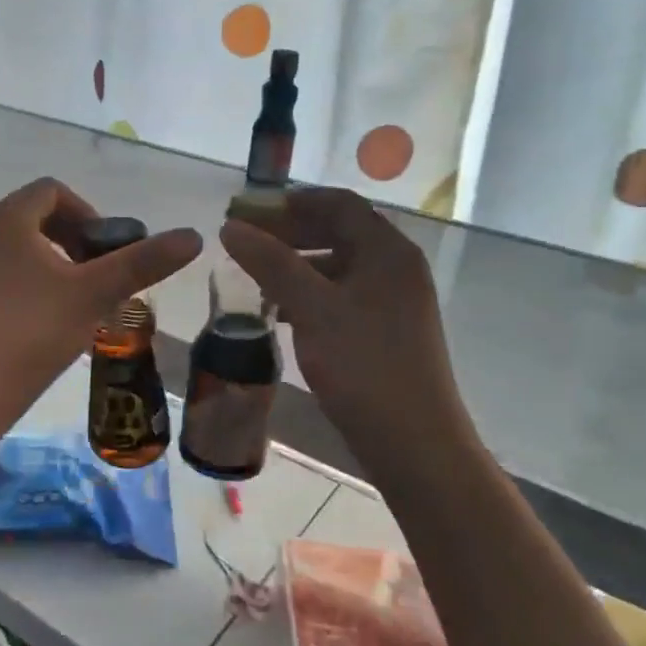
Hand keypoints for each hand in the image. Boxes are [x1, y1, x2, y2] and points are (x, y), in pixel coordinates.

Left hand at [0, 178, 201, 417]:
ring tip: (79, 300)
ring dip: (55, 264)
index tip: (108, 250)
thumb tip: (194, 235)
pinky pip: (3, 274)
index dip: (89, 212)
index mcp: (8, 219)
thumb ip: (143, 262)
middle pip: (36, 218)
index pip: (53, 190)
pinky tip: (48, 322)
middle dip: (75, 240)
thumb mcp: (95, 293)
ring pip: (20, 249)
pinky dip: (31, 284)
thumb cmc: (33, 331)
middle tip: (99, 275)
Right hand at [221, 188, 476, 469]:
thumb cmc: (365, 367)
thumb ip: (272, 263)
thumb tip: (231, 227)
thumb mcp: (313, 309)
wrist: (414, 444)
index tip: (248, 210)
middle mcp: (395, 268)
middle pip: (338, 232)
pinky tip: (278, 312)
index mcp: (387, 252)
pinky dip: (308, 295)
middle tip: (244, 242)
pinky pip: (340, 297)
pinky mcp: (383, 332)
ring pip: (336, 267)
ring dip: (295, 265)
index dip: (292, 201)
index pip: (338, 204)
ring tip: (253, 277)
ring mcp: (392, 302)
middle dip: (289, 232)